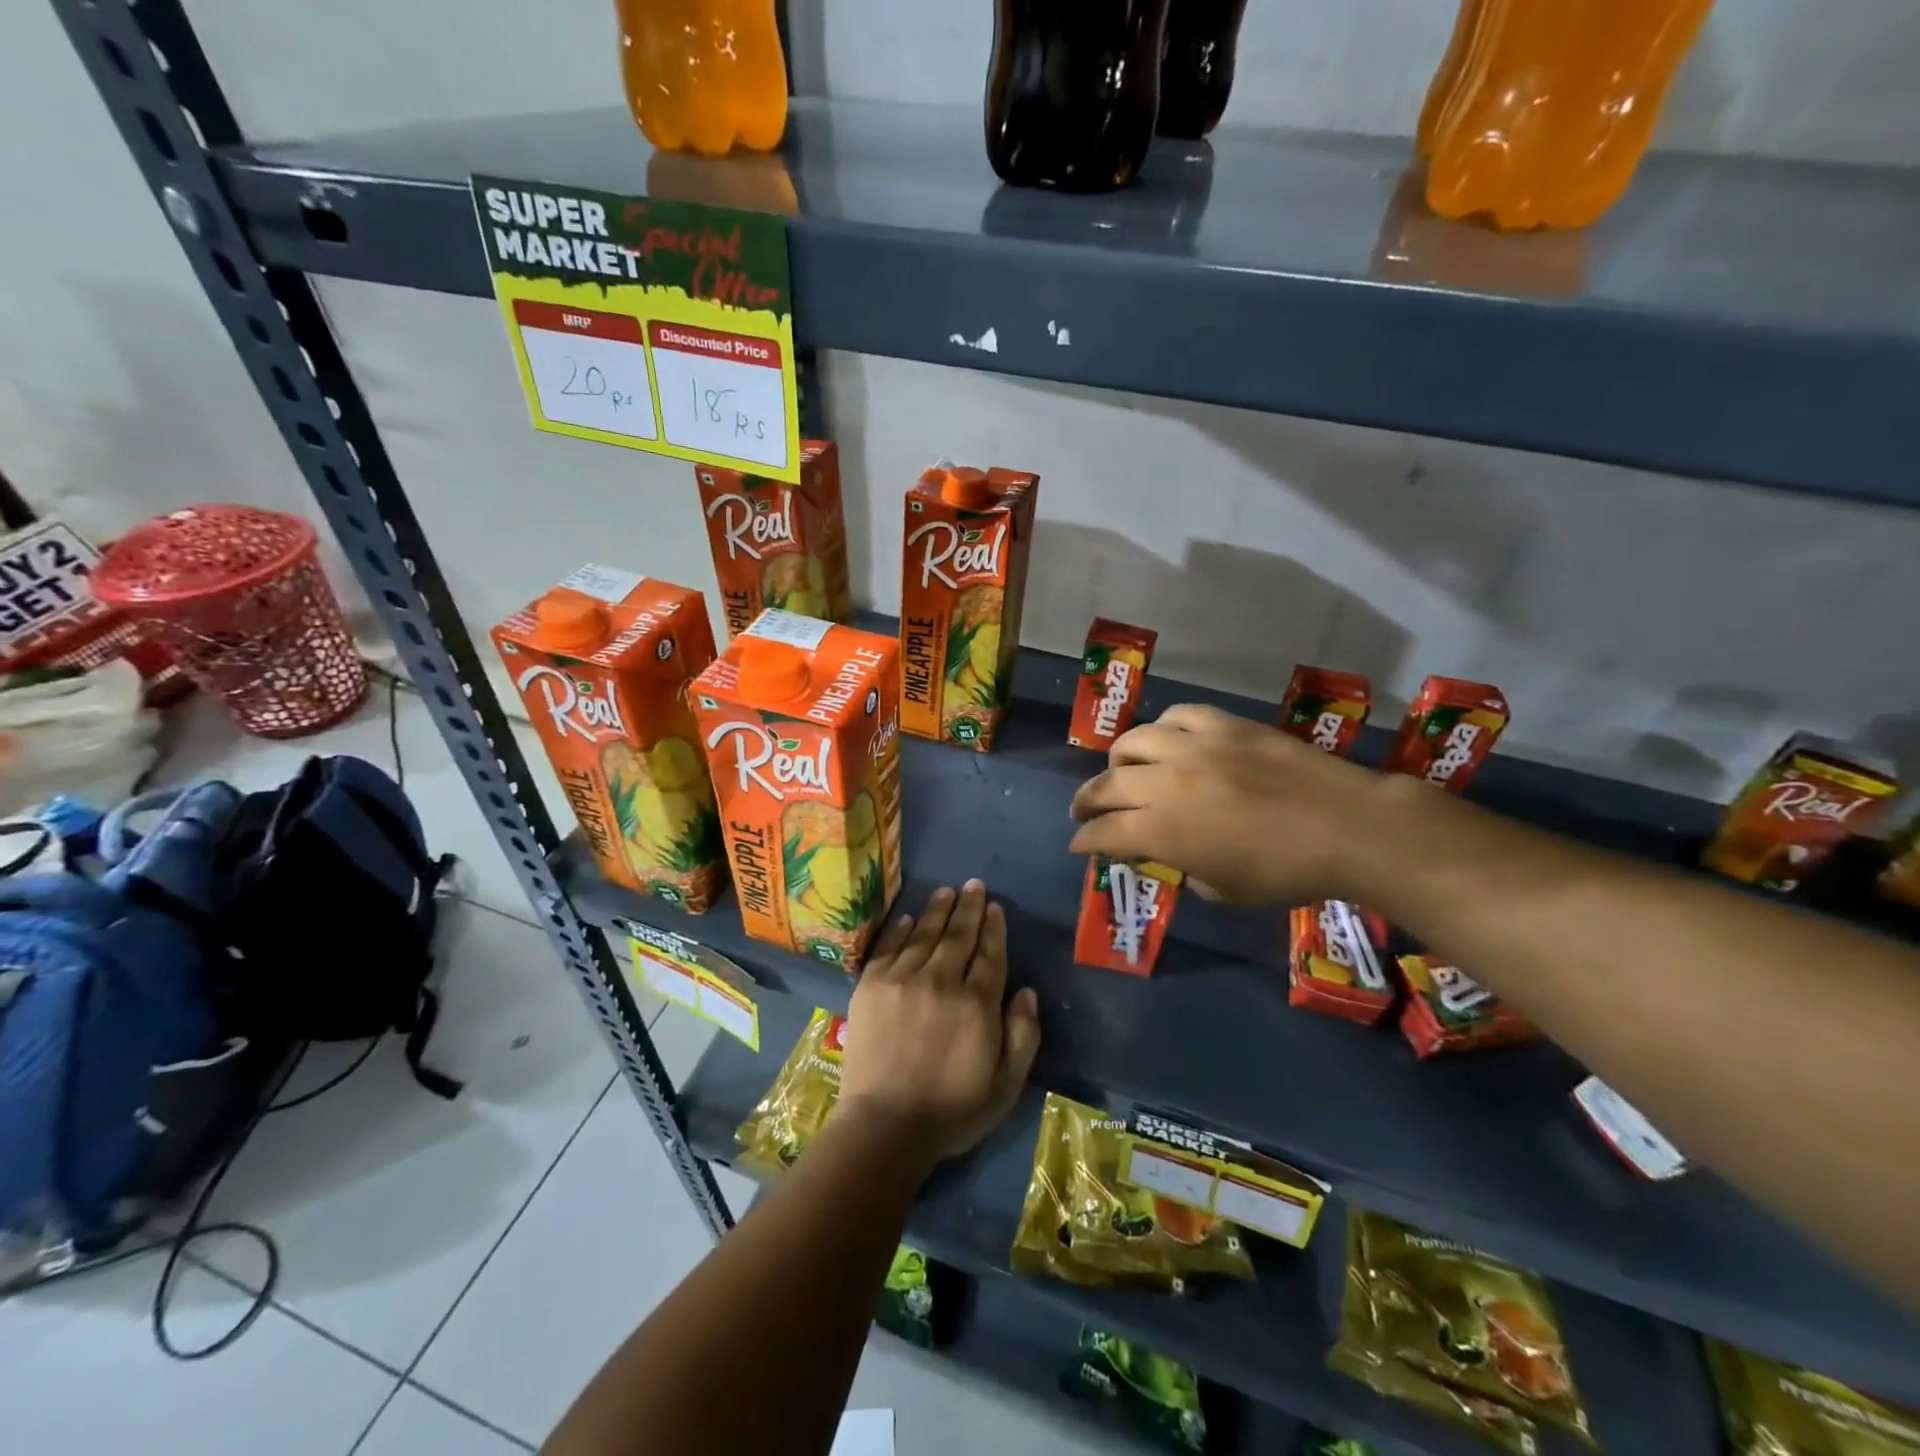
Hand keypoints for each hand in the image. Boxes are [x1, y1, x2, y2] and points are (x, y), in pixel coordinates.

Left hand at [839, 881, 1041, 1162]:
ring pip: (924, 934)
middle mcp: (941, 981)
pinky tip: (908, 917)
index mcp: (976, 1004)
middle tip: (974, 885)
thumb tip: (1026, 991)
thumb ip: (1023, 1035)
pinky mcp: (871, 986)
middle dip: (969, 908)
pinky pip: (889, 947)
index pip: (989, 954)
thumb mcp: (1006, 1085)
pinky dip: (900, 929)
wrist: (885, 1125)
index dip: (993, 928)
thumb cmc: (952, 1110)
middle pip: (958, 935)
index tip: (995, 907)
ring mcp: (902, 980)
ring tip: (947, 891)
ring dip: (938, 910)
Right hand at [1069, 703, 1378, 903]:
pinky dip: (1164, 730)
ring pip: (1132, 741)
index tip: (1079, 844)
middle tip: (1084, 810)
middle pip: (1106, 785)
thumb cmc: (1287, 872)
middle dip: (1086, 801)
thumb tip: (1171, 856)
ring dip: (1119, 760)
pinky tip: (1169, 740)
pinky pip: (1177, 717)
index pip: (1103, 833)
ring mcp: (1193, 747)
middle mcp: (1165, 784)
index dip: (1085, 841)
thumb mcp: (1226, 891)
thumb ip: (1186, 872)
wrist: (1347, 826)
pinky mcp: (1223, 725)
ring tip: (1123, 769)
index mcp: (1163, 831)